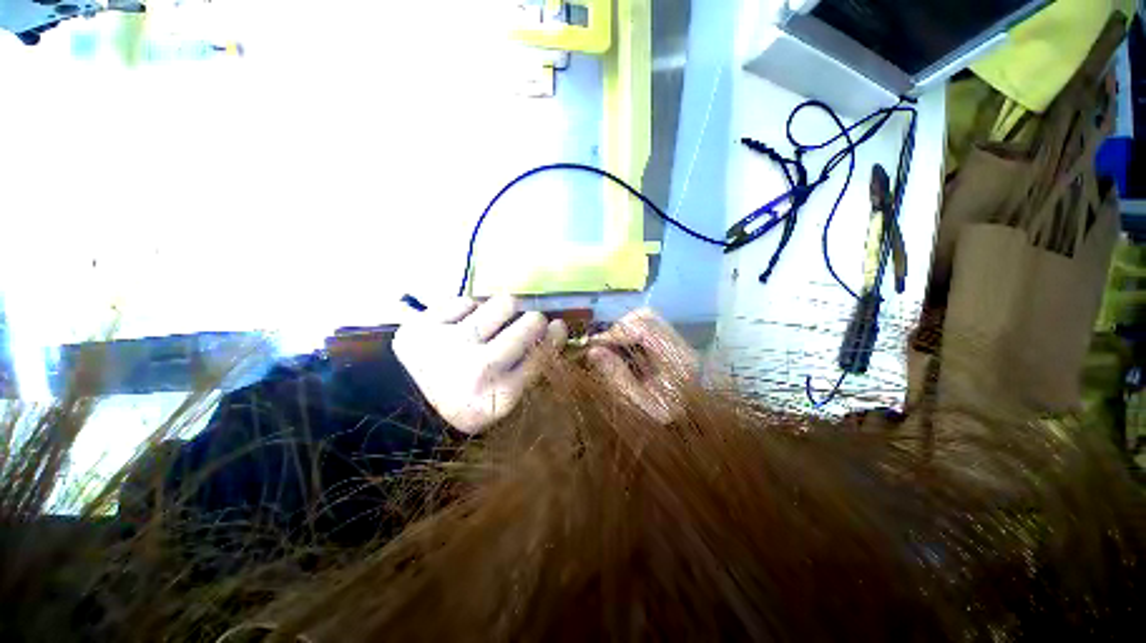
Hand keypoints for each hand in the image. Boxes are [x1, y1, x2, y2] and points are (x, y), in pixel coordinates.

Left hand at [394, 295, 567, 434]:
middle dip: (533, 321)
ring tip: (489, 326)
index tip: (557, 325)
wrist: (406, 406)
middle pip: (530, 323)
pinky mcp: (423, 327)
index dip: (554, 335)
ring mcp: (448, 345)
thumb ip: (532, 366)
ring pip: (503, 303)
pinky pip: (466, 301)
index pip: (543, 353)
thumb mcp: (505, 396)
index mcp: (500, 397)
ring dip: (502, 312)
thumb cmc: (469, 398)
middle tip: (527, 323)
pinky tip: (457, 329)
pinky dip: (468, 312)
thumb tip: (557, 328)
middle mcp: (476, 370)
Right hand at [586, 309, 697, 423]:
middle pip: (647, 316)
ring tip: (612, 347)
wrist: (692, 424)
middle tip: (604, 346)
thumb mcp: (638, 405)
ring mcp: (678, 341)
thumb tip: (593, 350)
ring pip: (646, 318)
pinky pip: (646, 327)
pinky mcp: (672, 342)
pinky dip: (630, 333)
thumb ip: (617, 377)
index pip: (646, 330)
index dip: (616, 333)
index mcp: (678, 361)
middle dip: (620, 328)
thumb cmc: (664, 419)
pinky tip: (623, 349)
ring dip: (624, 329)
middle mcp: (681, 344)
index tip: (595, 345)